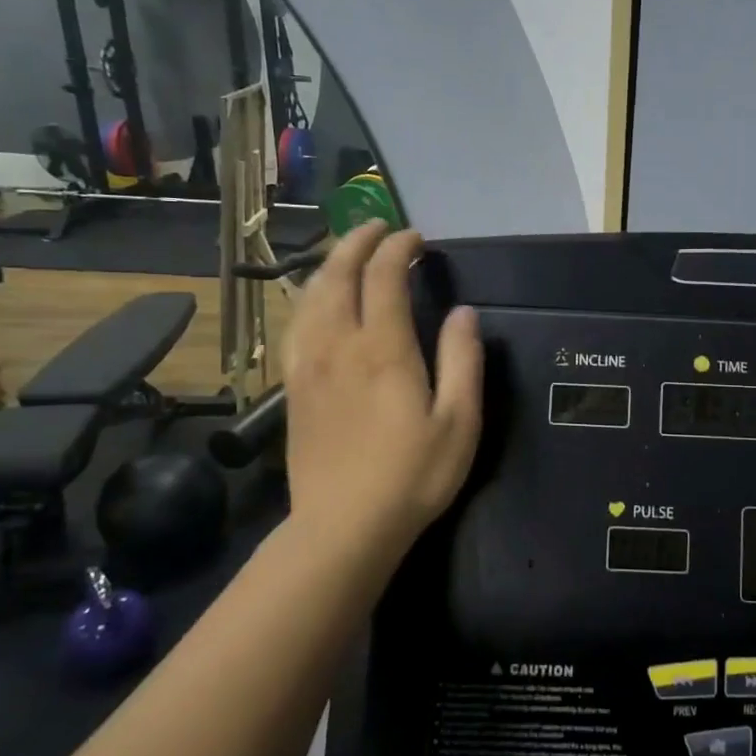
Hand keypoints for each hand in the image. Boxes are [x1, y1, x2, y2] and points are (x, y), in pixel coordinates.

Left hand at [281, 221, 482, 566]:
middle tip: (379, 229)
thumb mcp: (459, 422)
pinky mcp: (293, 387)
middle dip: (357, 242)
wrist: (344, 527)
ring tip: (348, 254)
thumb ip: (463, 360)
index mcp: (383, 349)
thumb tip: (463, 312)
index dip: (399, 248)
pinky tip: (316, 303)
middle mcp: (339, 345)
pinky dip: (307, 299)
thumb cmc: (413, 476)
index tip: (417, 240)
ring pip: (310, 296)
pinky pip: (294, 325)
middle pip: (337, 274)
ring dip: (329, 264)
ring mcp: (308, 365)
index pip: (384, 276)